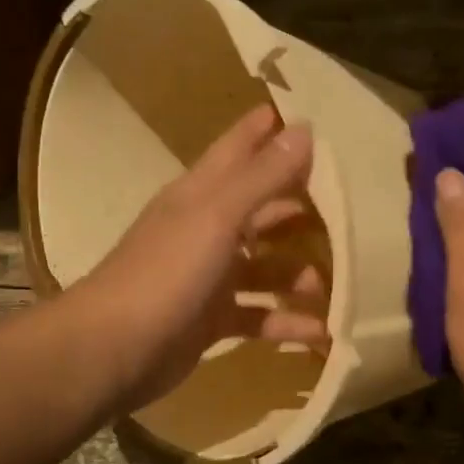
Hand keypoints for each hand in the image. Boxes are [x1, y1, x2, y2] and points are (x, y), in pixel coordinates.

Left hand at [76, 104, 329, 409]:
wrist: (114, 349)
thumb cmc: (166, 272)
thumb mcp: (218, 217)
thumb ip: (262, 176)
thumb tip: (303, 129)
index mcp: (200, 193)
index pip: (238, 148)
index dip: (267, 130)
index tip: (311, 115)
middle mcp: (205, 228)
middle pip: (259, 208)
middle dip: (298, 205)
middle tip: (350, 204)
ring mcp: (207, 276)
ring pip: (263, 266)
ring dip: (297, 272)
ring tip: (336, 281)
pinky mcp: (211, 319)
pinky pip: (258, 314)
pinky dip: (285, 322)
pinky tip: (320, 331)